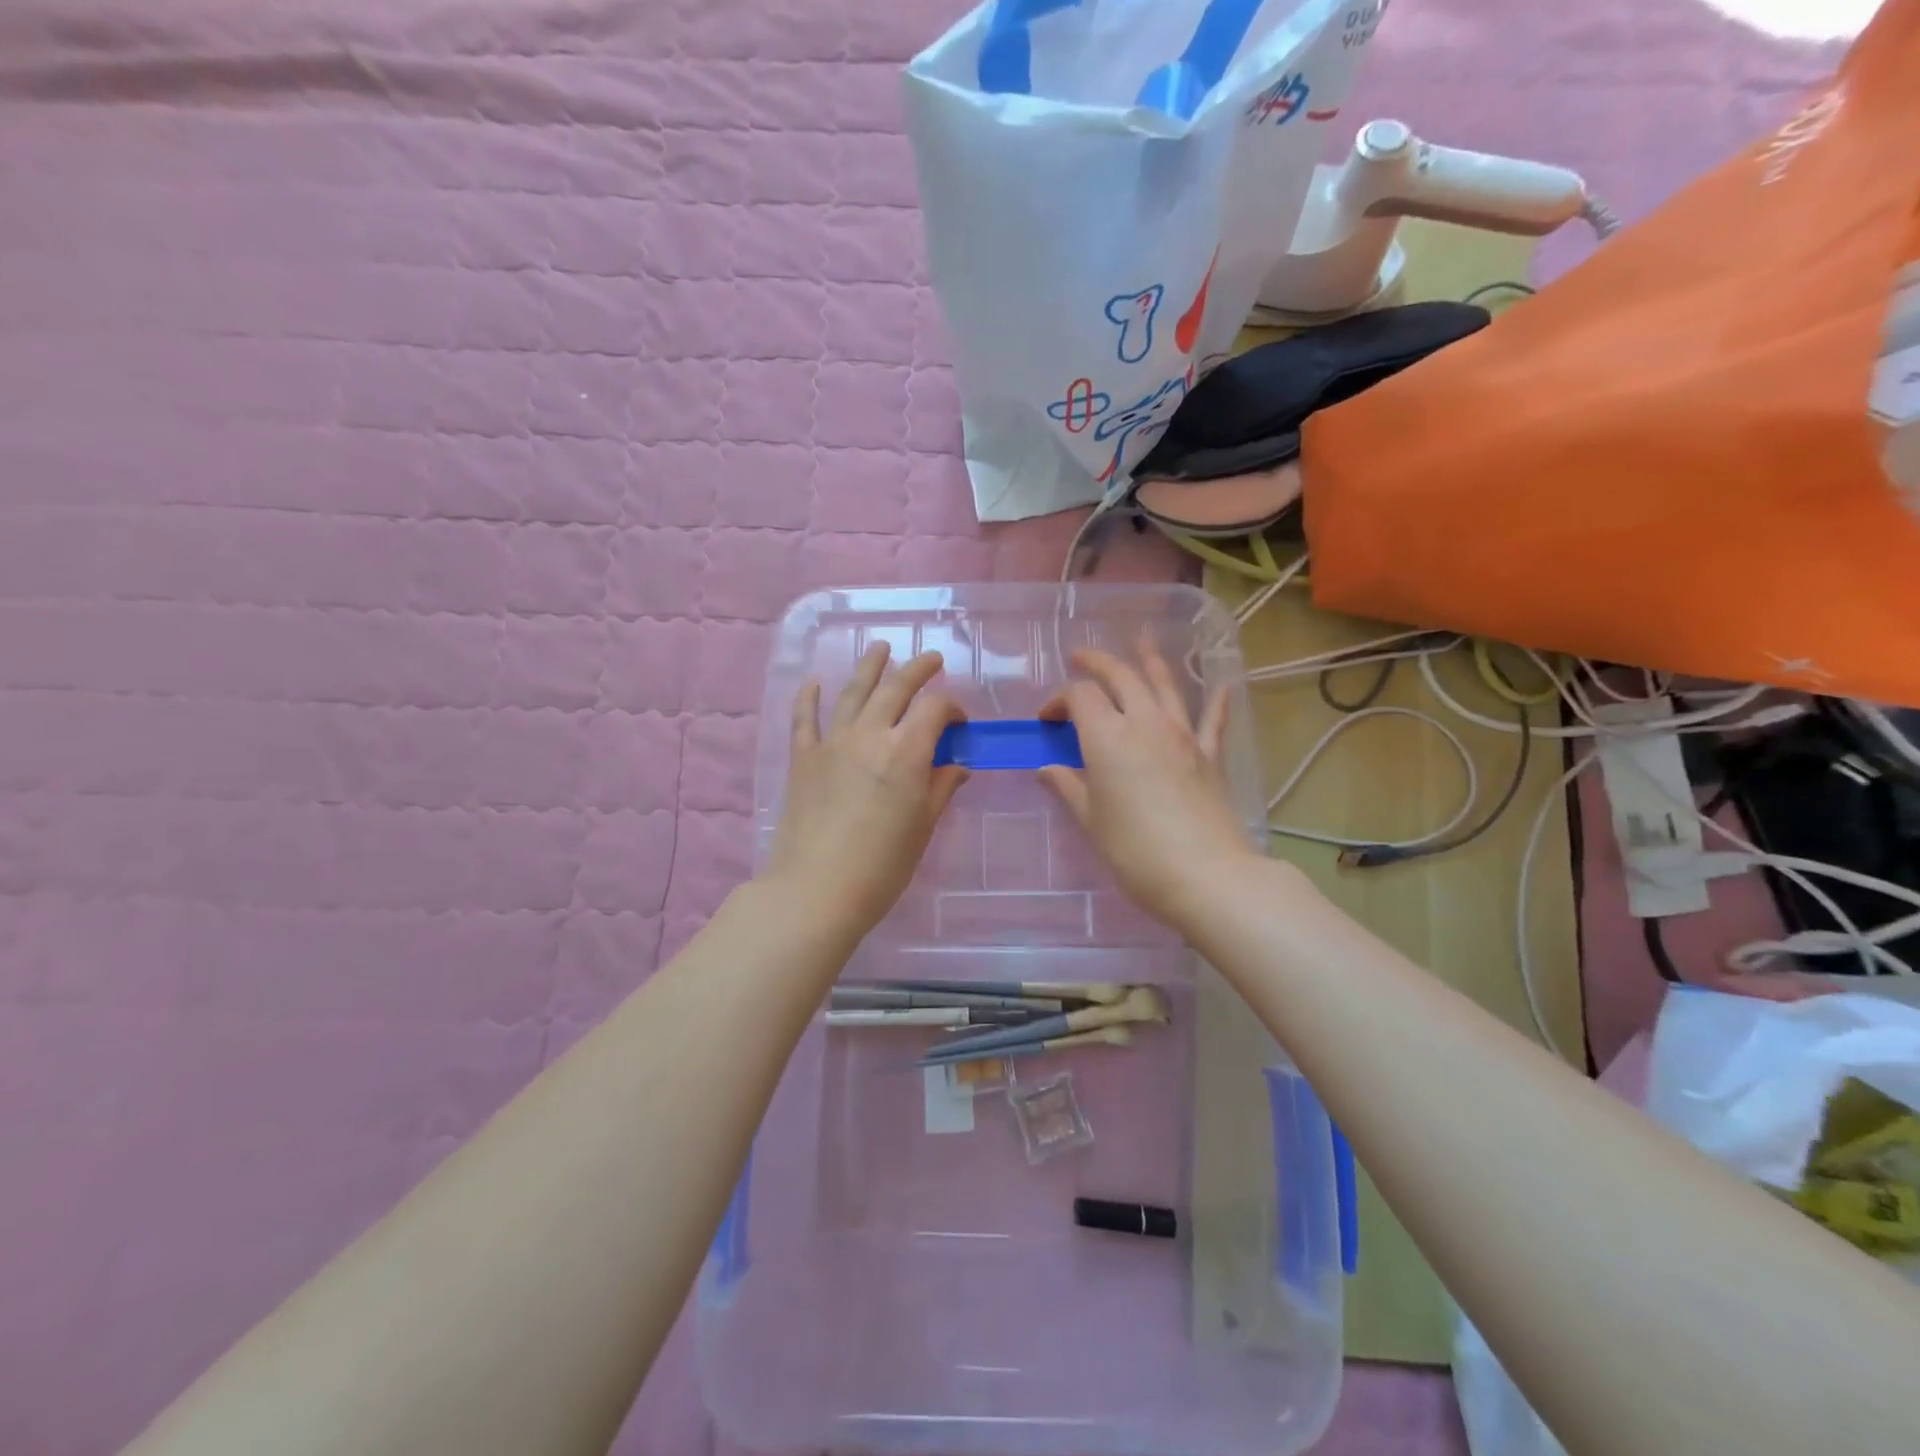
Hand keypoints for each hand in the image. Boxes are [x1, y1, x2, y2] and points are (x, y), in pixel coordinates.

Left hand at [765, 644, 969, 936]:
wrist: (816, 889)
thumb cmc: (882, 865)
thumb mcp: (923, 827)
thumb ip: (941, 788)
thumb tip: (956, 766)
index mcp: (907, 752)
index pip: (935, 709)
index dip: (952, 707)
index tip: (959, 721)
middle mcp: (870, 735)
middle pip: (896, 688)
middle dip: (918, 669)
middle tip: (931, 659)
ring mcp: (832, 743)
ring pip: (853, 692)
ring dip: (870, 667)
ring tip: (881, 648)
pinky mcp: (803, 758)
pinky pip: (805, 719)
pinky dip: (810, 697)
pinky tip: (814, 682)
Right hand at [1038, 641, 1258, 930]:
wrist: (1205, 874)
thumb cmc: (1135, 850)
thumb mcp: (1091, 820)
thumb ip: (1068, 786)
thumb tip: (1046, 769)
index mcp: (1107, 736)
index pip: (1079, 697)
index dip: (1059, 700)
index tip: (1047, 721)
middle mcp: (1144, 722)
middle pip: (1120, 677)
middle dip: (1097, 663)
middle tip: (1080, 657)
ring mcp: (1181, 734)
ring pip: (1164, 684)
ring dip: (1149, 660)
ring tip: (1141, 639)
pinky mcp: (1209, 754)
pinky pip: (1212, 719)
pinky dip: (1216, 700)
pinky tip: (1223, 684)